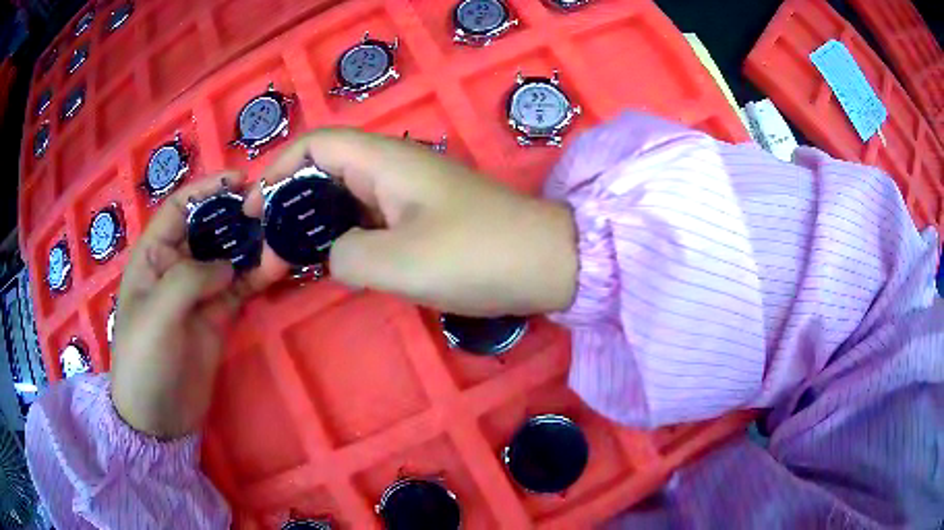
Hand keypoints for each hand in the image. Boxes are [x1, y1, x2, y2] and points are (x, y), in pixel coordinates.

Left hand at [111, 173, 262, 438]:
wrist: (159, 417)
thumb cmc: (143, 360)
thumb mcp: (157, 315)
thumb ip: (189, 280)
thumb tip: (228, 265)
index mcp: (153, 256)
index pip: (179, 208)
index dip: (205, 189)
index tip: (239, 181)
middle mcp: (176, 266)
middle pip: (208, 227)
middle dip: (235, 214)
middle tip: (269, 208)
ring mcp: (199, 292)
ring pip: (228, 256)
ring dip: (252, 245)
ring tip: (281, 235)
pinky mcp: (218, 315)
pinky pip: (241, 287)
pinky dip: (258, 276)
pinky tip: (277, 268)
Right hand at [244, 128, 578, 316]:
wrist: (547, 264)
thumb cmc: (477, 255)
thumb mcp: (399, 262)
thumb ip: (346, 256)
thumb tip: (333, 256)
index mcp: (385, 161)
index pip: (315, 146)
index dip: (276, 170)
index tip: (250, 209)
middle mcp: (393, 169)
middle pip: (323, 173)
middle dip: (286, 207)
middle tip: (265, 252)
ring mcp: (409, 195)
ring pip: (343, 201)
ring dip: (311, 227)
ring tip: (285, 263)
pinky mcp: (422, 220)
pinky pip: (367, 221)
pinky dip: (340, 239)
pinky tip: (329, 265)